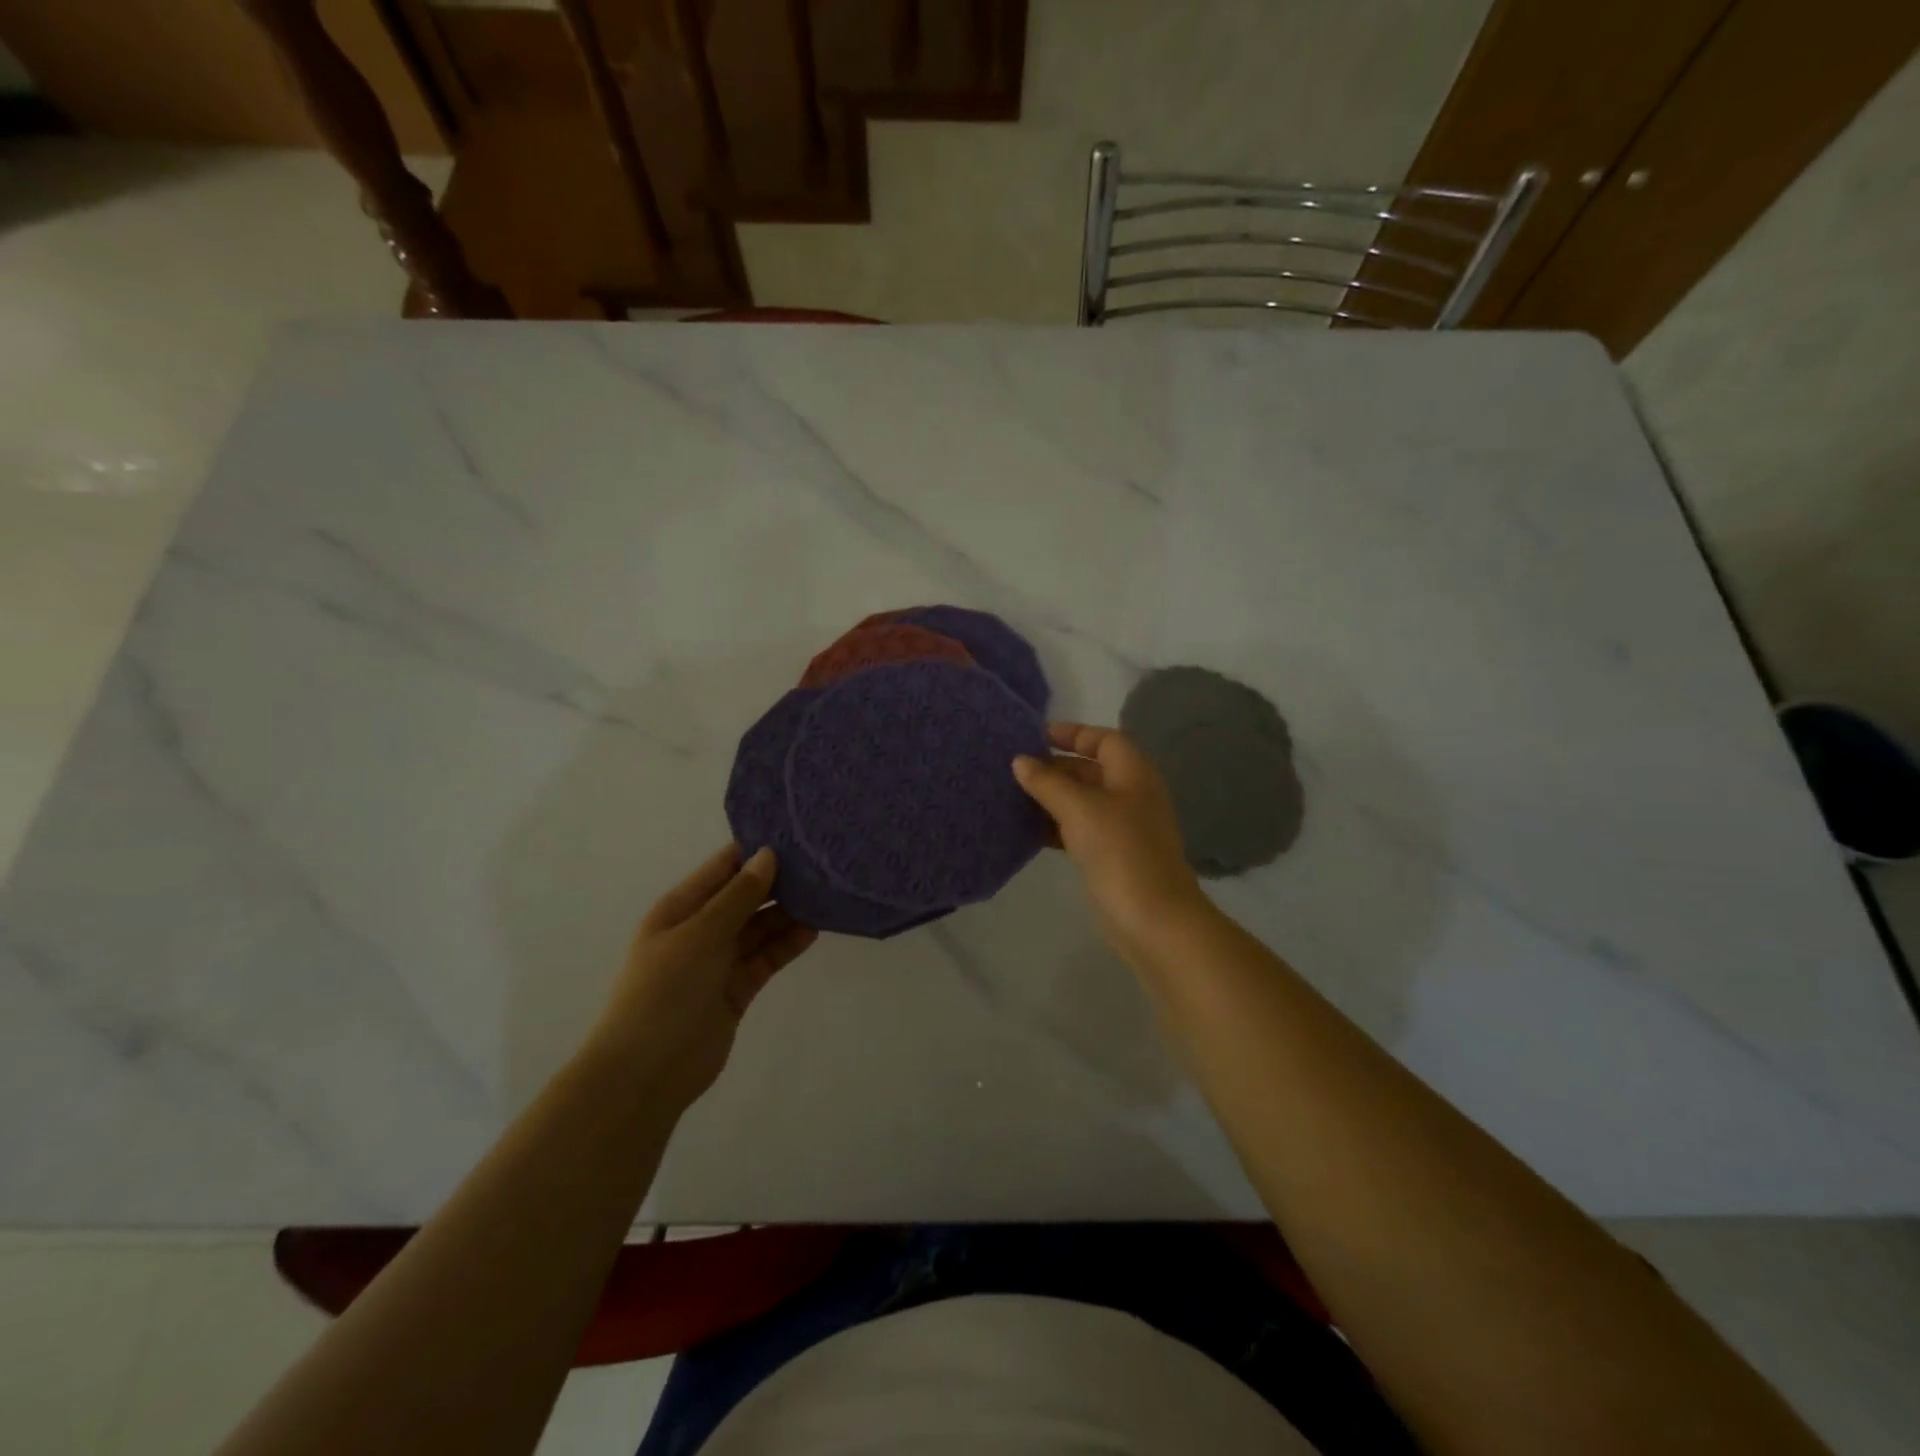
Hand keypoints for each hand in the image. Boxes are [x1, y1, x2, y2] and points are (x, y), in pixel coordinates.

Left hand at [591, 845, 817, 1113]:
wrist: (645, 1073)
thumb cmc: (664, 991)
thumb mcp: (699, 935)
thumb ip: (737, 896)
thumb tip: (768, 855)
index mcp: (681, 908)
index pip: (723, 868)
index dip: (755, 851)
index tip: (796, 834)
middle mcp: (701, 929)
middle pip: (746, 897)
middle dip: (779, 882)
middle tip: (822, 865)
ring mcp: (719, 961)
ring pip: (760, 927)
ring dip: (788, 913)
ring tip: (825, 896)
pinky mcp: (737, 989)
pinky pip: (766, 957)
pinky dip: (787, 945)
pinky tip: (813, 930)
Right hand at [1013, 722, 1212, 966]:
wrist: (1153, 919)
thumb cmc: (1120, 852)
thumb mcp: (1079, 809)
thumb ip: (1048, 782)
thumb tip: (1020, 761)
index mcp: (1133, 773)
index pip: (1103, 739)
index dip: (1071, 733)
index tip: (1033, 737)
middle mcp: (1131, 794)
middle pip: (1090, 770)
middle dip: (1054, 767)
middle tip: (1013, 769)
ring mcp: (1123, 827)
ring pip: (1082, 802)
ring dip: (1050, 798)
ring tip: (1011, 796)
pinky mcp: (1111, 856)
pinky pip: (1079, 830)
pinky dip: (1055, 826)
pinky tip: (1026, 830)